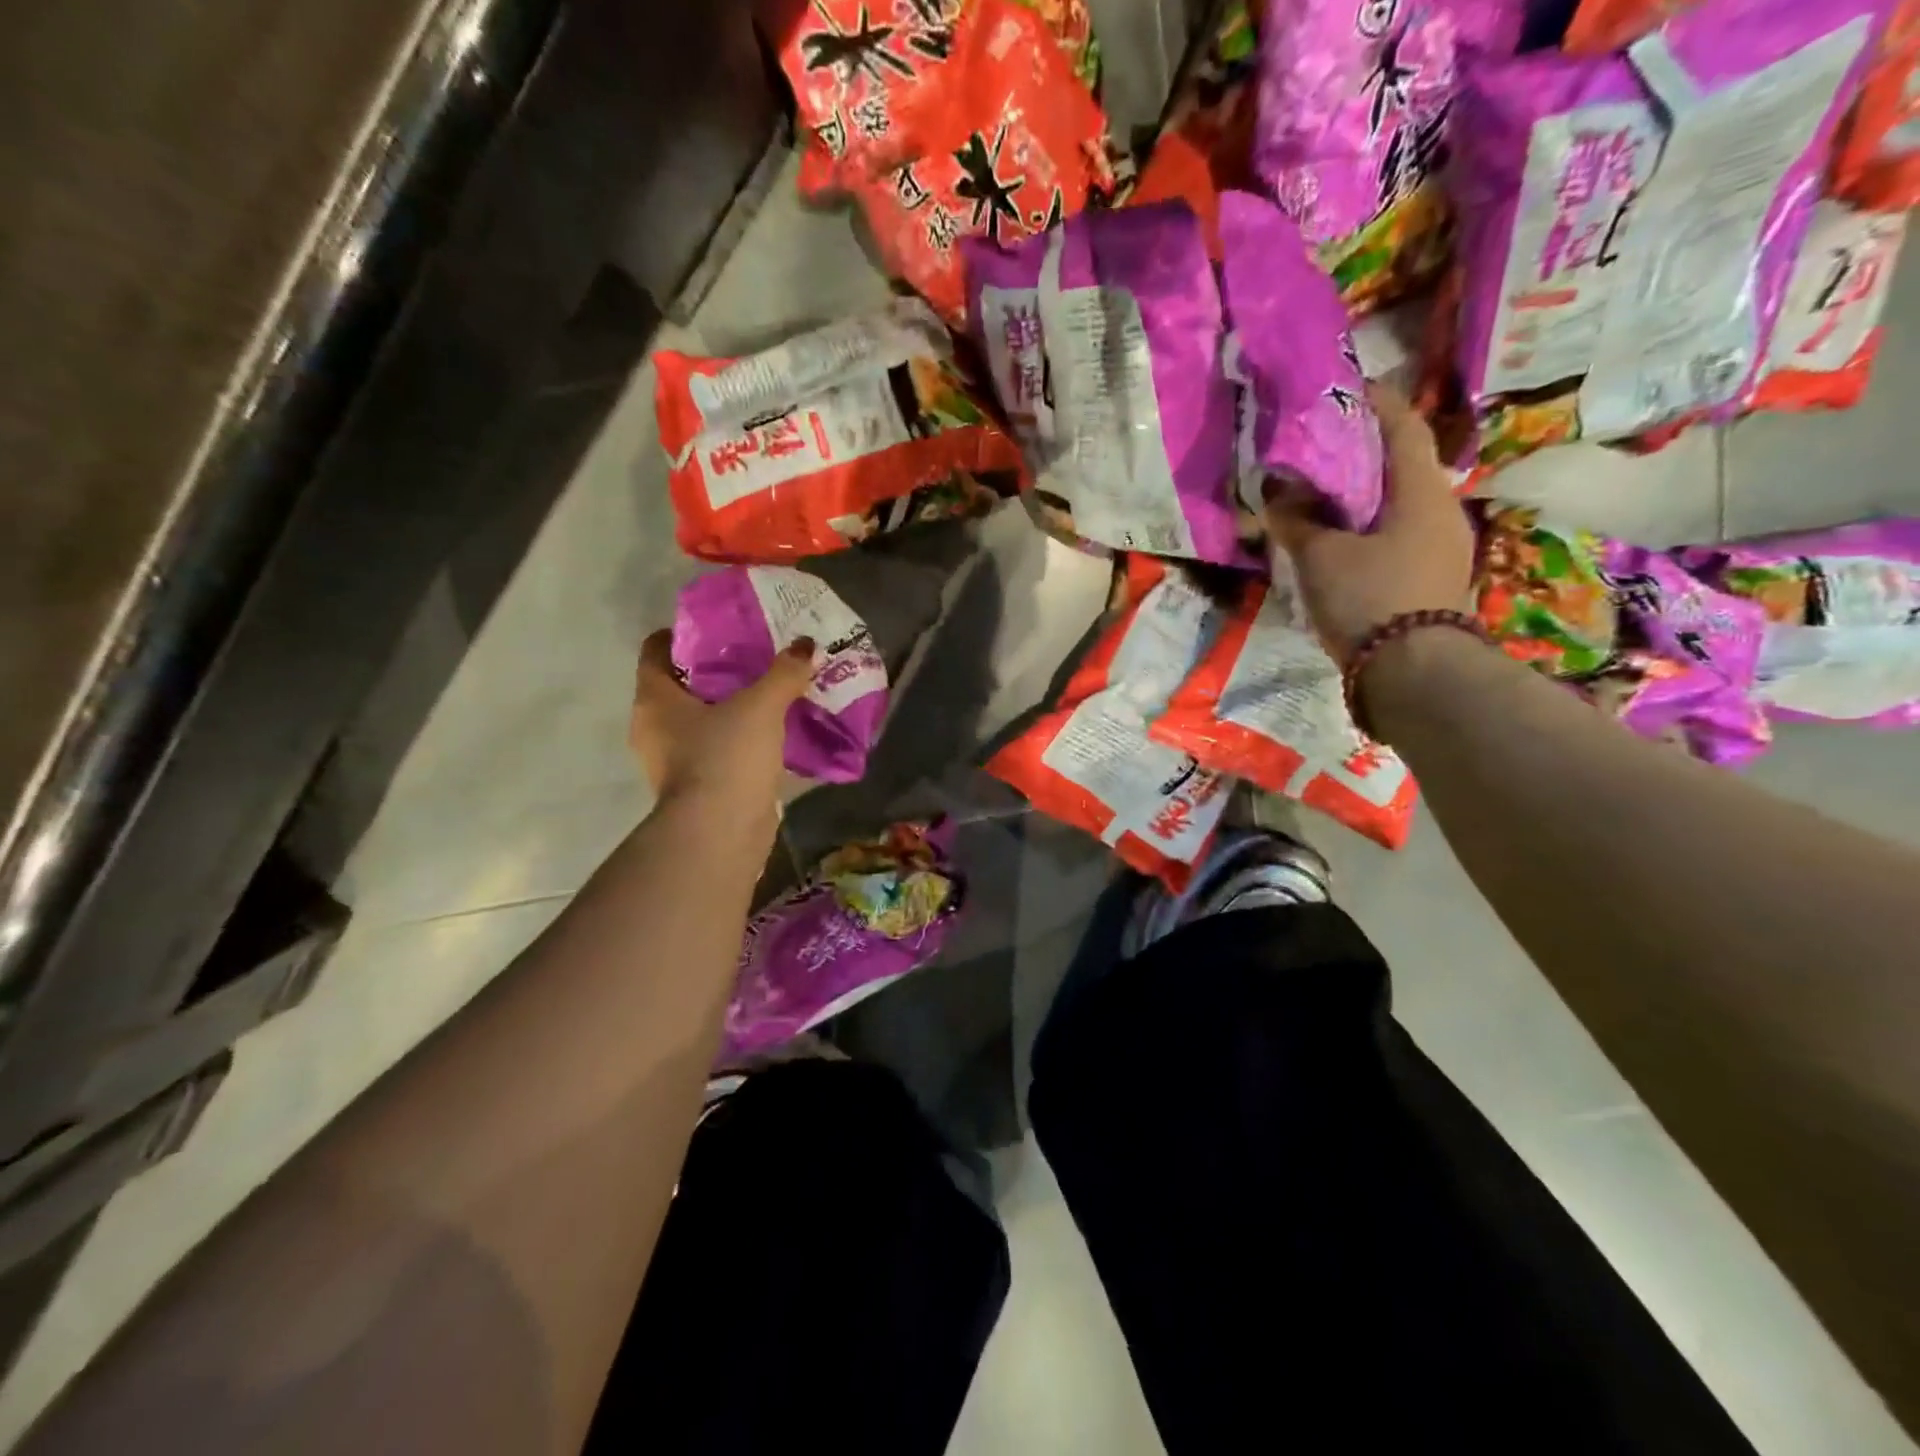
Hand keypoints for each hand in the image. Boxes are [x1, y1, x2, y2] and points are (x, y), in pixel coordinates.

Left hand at [629, 631, 813, 807]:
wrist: (720, 834)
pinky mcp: (700, 788)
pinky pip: (720, 751)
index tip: (720, 628)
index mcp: (654, 700)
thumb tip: (807, 645)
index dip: (682, 634)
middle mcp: (655, 729)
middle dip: (717, 670)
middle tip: (756, 655)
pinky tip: (774, 732)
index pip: (656, 651)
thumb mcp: (761, 706)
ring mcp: (675, 762)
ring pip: (703, 721)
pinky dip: (741, 740)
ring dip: (731, 708)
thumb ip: (784, 673)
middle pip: (682, 686)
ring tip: (770, 691)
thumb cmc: (725, 759)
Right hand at [1265, 384, 1474, 664]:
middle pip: (1401, 465)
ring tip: (1321, 496)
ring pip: (1398, 503)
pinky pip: (1397, 535)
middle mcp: (1441, 511)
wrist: (1415, 675)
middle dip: (1362, 452)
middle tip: (1319, 448)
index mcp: (1421, 492)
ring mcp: (1441, 548)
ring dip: (1363, 494)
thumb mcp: (1321, 557)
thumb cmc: (1370, 599)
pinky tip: (1338, 540)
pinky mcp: (1430, 579)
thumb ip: (1296, 520)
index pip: (1402, 427)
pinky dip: (1367, 526)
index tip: (1343, 389)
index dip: (1374, 401)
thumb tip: (1275, 492)